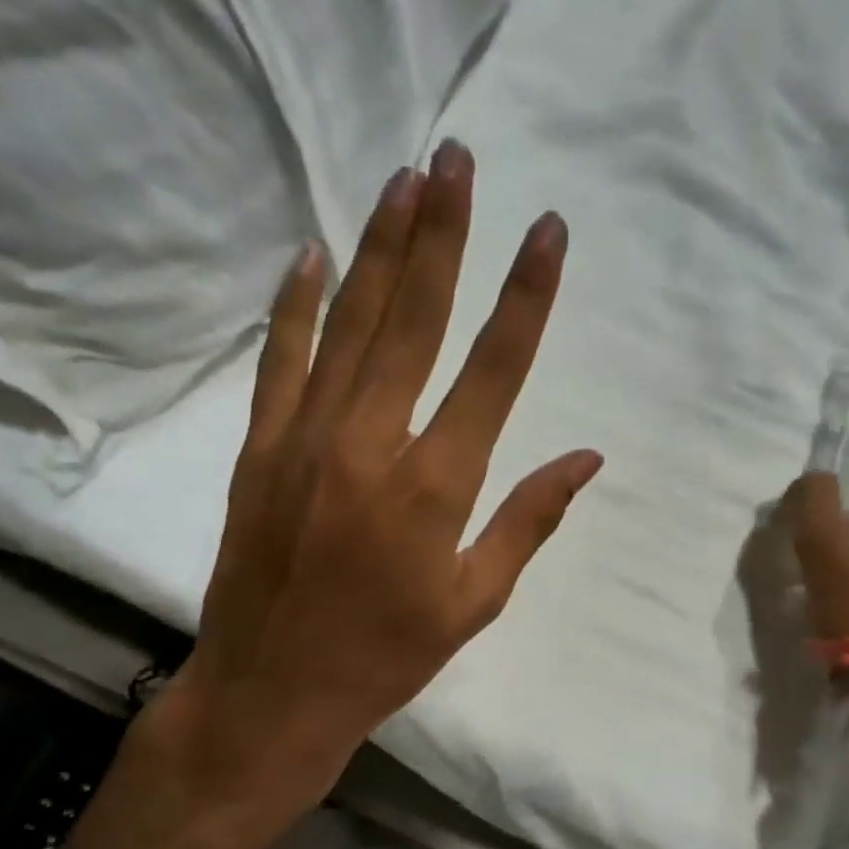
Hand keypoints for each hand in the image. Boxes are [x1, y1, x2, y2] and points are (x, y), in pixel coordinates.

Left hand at [66, 142, 601, 848]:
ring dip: (380, 248)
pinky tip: (312, 252)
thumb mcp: (474, 603)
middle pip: (417, 320)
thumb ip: (529, 521)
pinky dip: (296, 303)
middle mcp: (373, 445)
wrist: (272, 691)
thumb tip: (588, 458)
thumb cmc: (386, 657)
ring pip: (350, 324)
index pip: (495, 370)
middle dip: (444, 234)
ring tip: (403, 179)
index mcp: (437, 487)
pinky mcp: (260, 449)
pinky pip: (280, 360)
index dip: (526, 296)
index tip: (548, 230)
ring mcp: (307, 439)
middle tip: (457, 157)